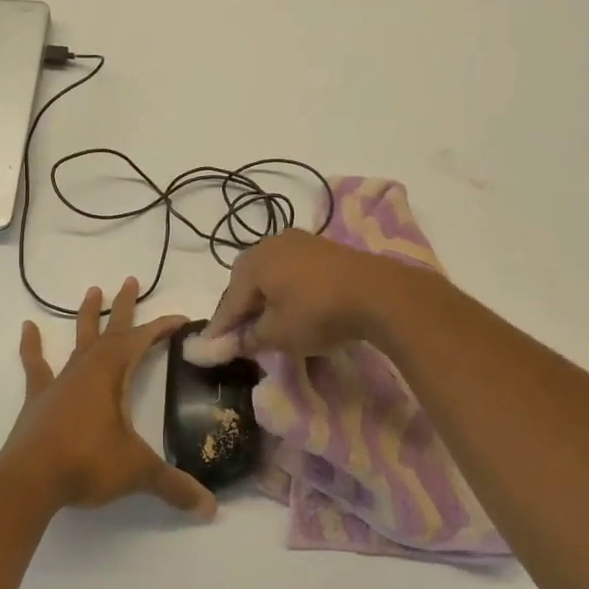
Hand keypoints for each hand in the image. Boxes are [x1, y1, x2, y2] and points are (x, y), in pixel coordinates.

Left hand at [1, 278, 216, 521]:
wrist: (30, 479)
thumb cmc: (87, 464)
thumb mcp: (138, 472)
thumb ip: (174, 487)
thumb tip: (212, 510)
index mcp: (112, 375)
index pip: (143, 341)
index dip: (163, 328)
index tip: (181, 319)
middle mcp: (87, 369)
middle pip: (110, 330)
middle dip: (124, 307)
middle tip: (131, 280)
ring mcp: (60, 382)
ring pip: (78, 341)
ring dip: (87, 317)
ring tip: (93, 290)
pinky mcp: (39, 399)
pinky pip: (36, 366)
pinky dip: (32, 347)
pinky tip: (27, 327)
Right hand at [194, 229, 406, 361]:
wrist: (377, 292)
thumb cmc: (317, 312)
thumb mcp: (278, 334)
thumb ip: (250, 338)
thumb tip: (234, 342)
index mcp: (253, 262)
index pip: (229, 300)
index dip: (220, 326)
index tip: (210, 346)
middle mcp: (271, 244)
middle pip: (247, 280)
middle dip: (242, 306)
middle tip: (239, 332)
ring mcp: (300, 241)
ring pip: (271, 272)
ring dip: (265, 296)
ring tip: (267, 319)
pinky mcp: (324, 247)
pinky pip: (293, 269)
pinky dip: (287, 288)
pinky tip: (293, 304)